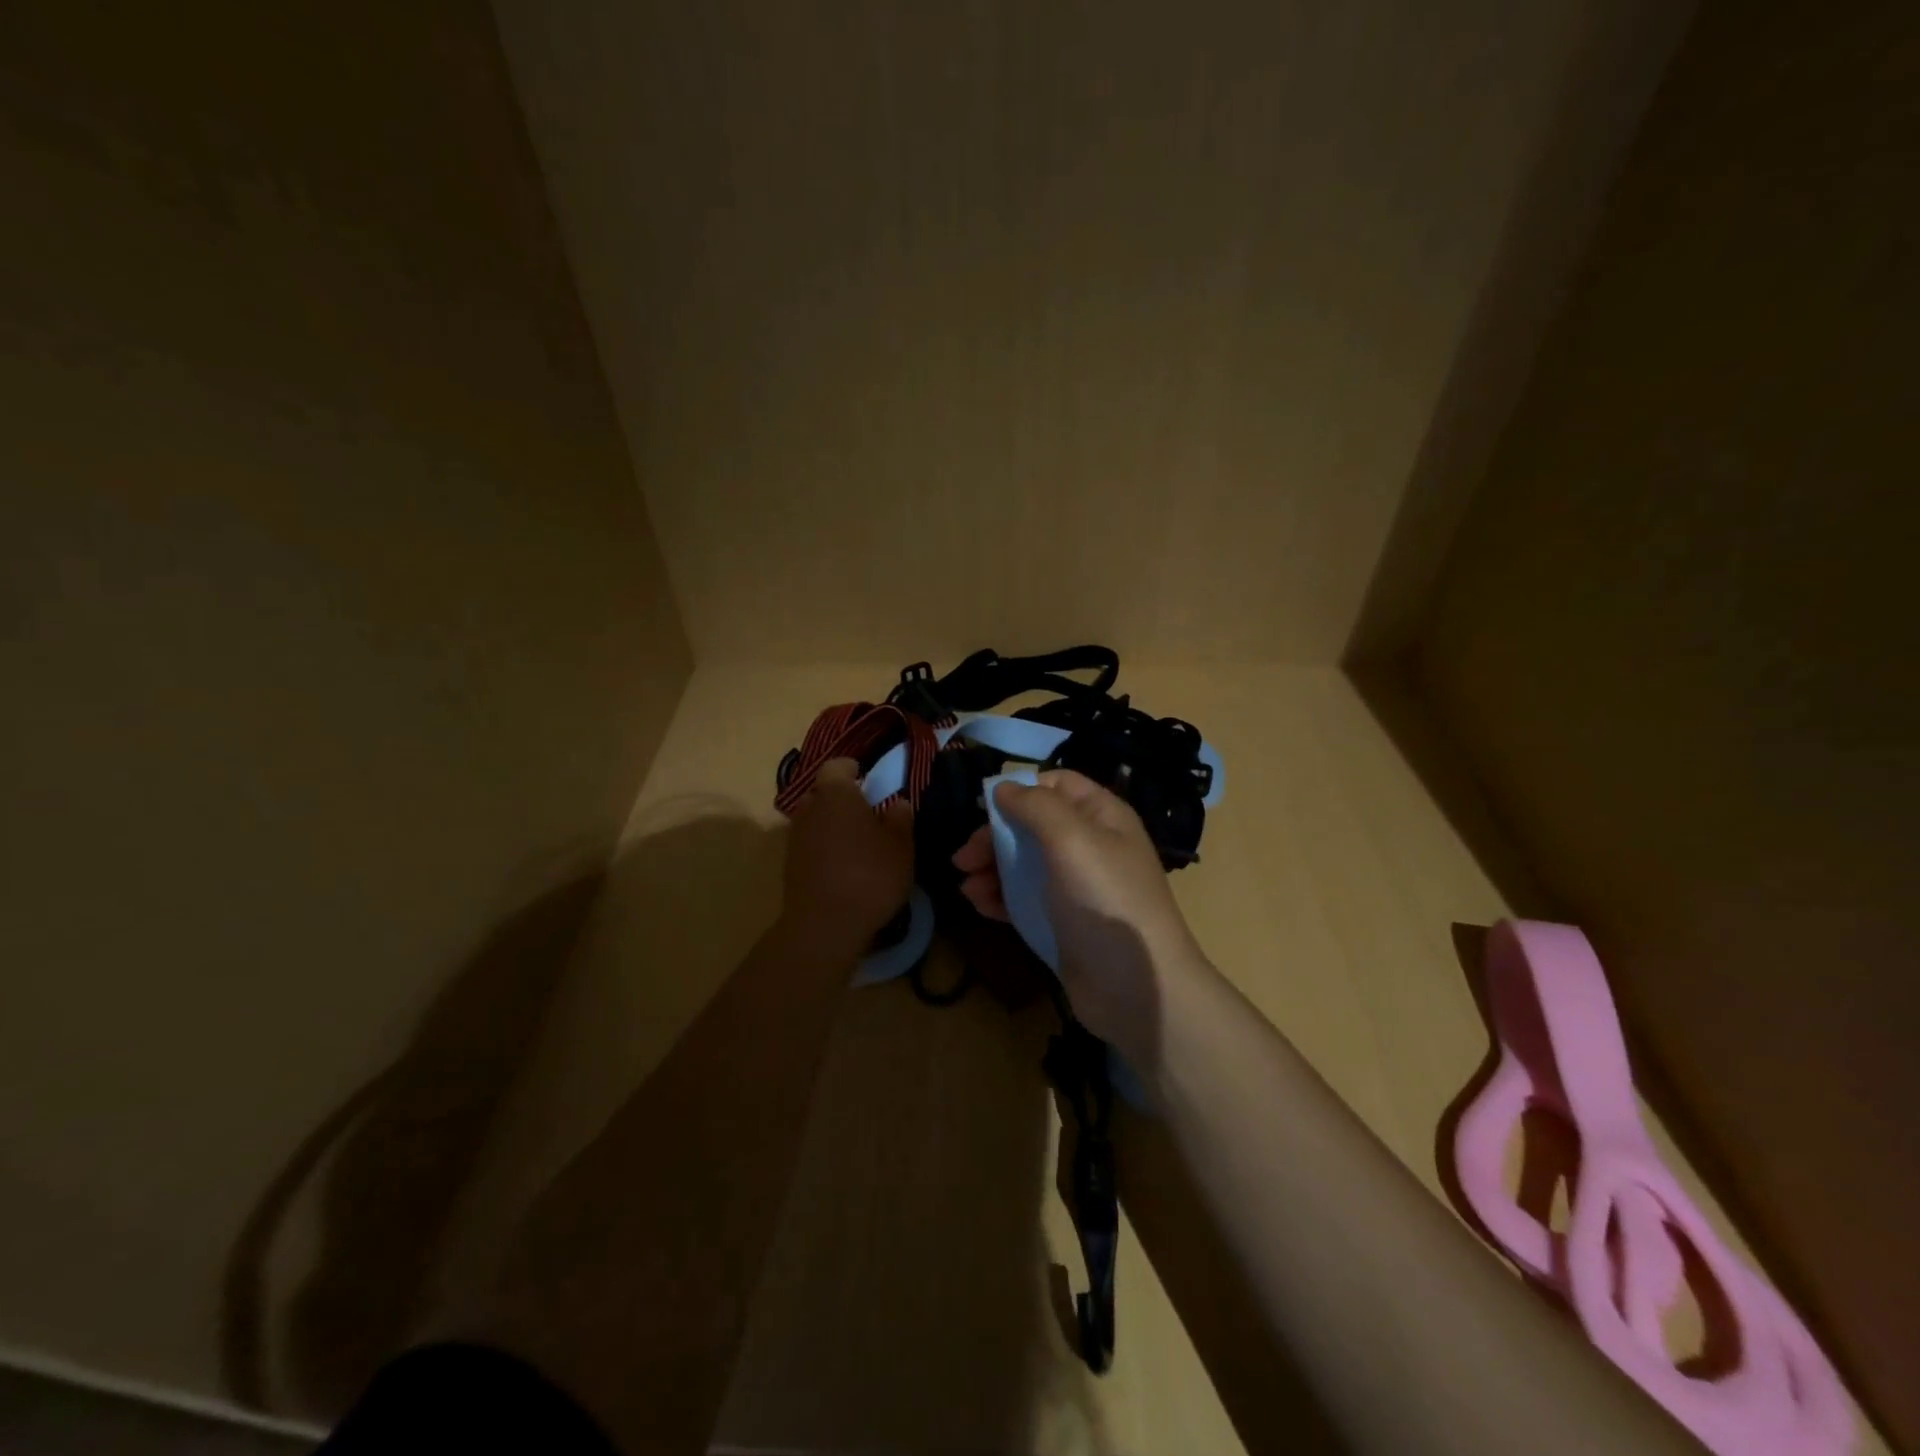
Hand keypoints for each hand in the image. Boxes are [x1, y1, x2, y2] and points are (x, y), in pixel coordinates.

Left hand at [782, 758, 914, 943]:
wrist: (825, 925)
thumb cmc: (869, 875)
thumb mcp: (901, 846)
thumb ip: (900, 818)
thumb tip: (897, 803)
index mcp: (835, 793)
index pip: (838, 766)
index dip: (854, 770)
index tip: (870, 781)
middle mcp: (809, 807)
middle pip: (823, 792)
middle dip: (842, 799)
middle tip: (868, 814)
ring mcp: (795, 837)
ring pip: (816, 819)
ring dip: (833, 825)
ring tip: (858, 844)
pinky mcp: (789, 865)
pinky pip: (810, 845)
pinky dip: (825, 849)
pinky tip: (845, 867)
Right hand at [951, 770, 1207, 1067]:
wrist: (1135, 988)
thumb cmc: (1106, 901)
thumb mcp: (1071, 840)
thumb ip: (1036, 806)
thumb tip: (1004, 787)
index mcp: (1101, 817)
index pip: (1058, 785)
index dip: (1023, 790)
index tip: (986, 807)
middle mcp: (1089, 846)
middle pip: (1032, 825)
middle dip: (995, 836)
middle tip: (964, 858)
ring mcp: (1075, 887)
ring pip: (1024, 863)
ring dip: (991, 869)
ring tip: (966, 886)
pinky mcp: (1061, 922)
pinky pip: (1024, 899)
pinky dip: (1000, 897)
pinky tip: (979, 905)